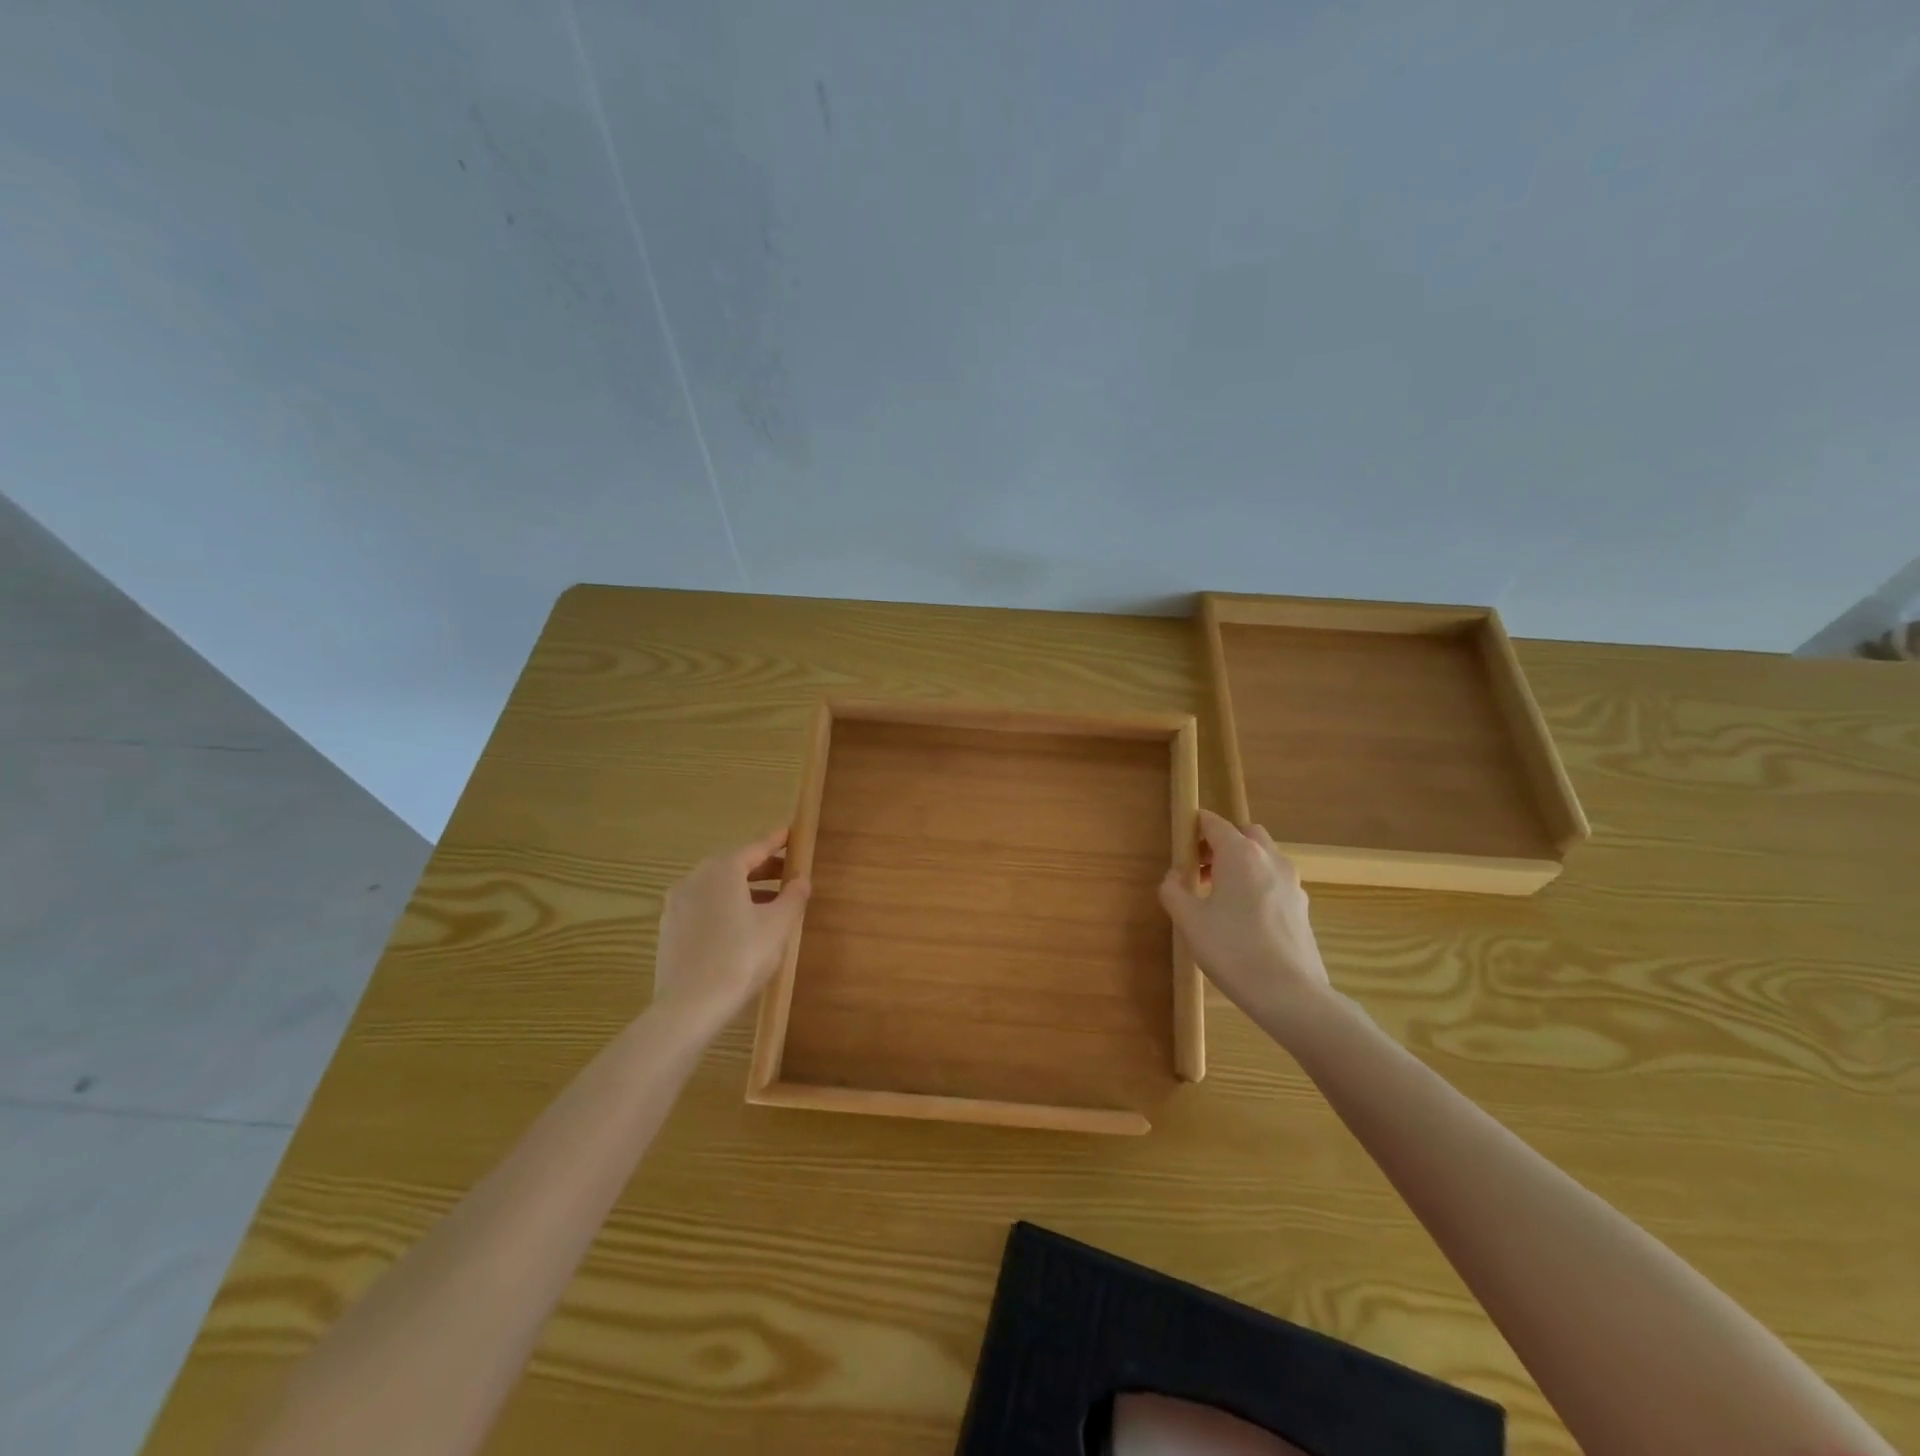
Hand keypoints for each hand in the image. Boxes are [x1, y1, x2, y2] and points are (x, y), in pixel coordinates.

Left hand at [653, 829, 810, 1022]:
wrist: (690, 1006)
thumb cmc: (741, 957)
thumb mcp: (778, 925)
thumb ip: (793, 896)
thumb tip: (801, 879)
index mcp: (722, 869)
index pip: (756, 847)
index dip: (777, 841)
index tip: (791, 834)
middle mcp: (695, 878)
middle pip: (734, 865)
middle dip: (762, 868)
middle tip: (787, 873)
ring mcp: (676, 904)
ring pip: (717, 888)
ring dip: (744, 890)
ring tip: (769, 904)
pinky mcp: (669, 929)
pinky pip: (703, 908)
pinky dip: (724, 908)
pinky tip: (740, 927)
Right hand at [1160, 809, 1333, 1037]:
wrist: (1290, 994)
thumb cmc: (1232, 949)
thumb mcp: (1189, 921)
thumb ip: (1173, 891)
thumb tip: (1173, 876)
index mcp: (1240, 854)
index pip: (1214, 823)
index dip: (1195, 828)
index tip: (1181, 845)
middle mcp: (1270, 859)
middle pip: (1245, 834)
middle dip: (1222, 843)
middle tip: (1201, 869)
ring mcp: (1292, 883)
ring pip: (1264, 857)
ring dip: (1241, 864)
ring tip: (1219, 897)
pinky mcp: (1303, 907)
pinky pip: (1275, 882)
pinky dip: (1258, 885)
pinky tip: (1244, 919)